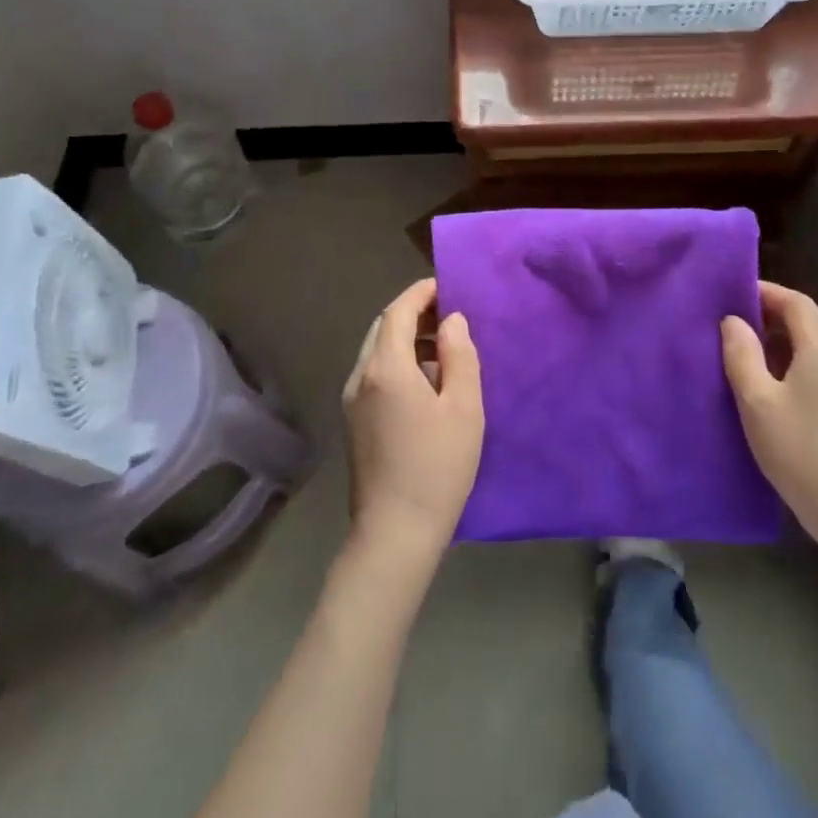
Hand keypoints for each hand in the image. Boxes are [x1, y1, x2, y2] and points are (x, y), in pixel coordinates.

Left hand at [342, 279, 483, 570]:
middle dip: (413, 312)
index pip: (399, 311)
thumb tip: (451, 321)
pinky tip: (425, 379)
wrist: (395, 532)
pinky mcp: (354, 421)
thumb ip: (459, 356)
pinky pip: (374, 373)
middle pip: (383, 327)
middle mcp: (361, 376)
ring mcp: (353, 400)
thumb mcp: (464, 408)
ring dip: (406, 336)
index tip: (447, 284)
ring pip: (376, 350)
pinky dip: (397, 360)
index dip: (422, 292)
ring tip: (443, 344)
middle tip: (449, 312)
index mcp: (386, 367)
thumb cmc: (438, 466)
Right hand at [722, 282, 817, 586]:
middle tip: (730, 322)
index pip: (795, 302)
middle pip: (807, 320)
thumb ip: (742, 355)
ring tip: (742, 351)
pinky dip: (792, 362)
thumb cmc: (802, 452)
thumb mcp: (758, 402)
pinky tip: (768, 384)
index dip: (764, 291)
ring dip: (779, 340)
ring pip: (813, 345)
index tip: (731, 294)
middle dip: (769, 314)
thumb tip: (733, 322)